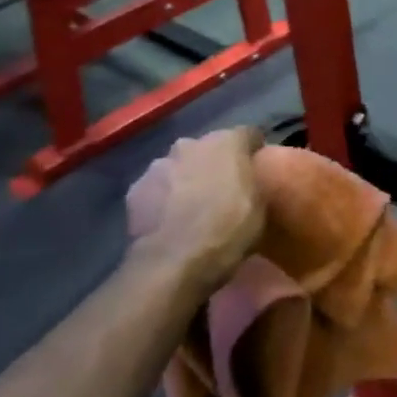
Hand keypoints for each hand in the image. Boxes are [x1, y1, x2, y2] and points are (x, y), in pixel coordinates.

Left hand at [124, 128, 266, 301]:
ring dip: (187, 179)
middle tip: (223, 190)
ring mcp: (159, 164)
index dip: (254, 151)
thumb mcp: (260, 207)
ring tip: (192, 207)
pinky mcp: (135, 188)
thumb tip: (250, 176)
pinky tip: (169, 220)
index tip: (257, 167)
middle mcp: (190, 143)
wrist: (173, 262)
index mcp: (227, 142)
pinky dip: (164, 197)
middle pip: (209, 148)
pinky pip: (157, 187)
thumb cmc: (228, 231)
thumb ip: (255, 181)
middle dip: (216, 163)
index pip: (248, 134)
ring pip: (180, 166)